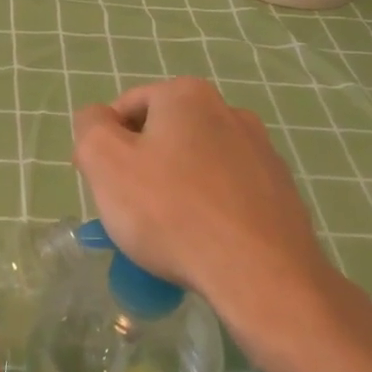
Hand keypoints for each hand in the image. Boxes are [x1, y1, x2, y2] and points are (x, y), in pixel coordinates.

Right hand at [73, 78, 353, 356]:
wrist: (261, 276)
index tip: (99, 185)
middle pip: (163, 135)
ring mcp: (262, 153)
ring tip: (165, 235)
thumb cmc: (171, 211)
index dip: (104, 145)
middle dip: (141, 167)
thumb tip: (99, 120)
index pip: (126, 108)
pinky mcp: (281, 192)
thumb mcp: (105, 161)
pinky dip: (208, 210)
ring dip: (174, 189)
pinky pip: (227, 193)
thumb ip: (90, 126)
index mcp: (187, 95)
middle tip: (128, 212)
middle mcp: (229, 111)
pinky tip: (201, 244)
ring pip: (196, 164)